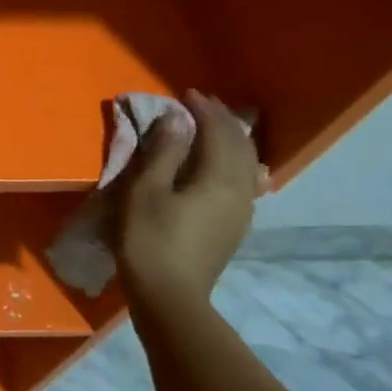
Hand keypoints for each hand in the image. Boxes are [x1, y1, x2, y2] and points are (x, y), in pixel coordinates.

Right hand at [111, 91, 257, 314]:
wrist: (170, 297)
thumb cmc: (150, 239)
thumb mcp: (146, 191)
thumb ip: (163, 152)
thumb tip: (177, 119)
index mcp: (218, 178)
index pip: (217, 132)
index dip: (204, 110)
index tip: (187, 94)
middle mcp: (239, 190)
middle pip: (239, 145)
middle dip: (222, 120)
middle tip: (202, 104)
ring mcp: (241, 211)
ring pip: (246, 164)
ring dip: (231, 140)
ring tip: (214, 128)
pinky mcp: (234, 227)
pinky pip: (243, 182)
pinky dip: (234, 162)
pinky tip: (227, 167)